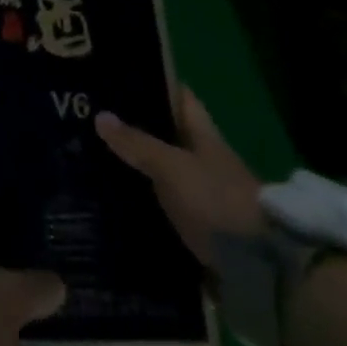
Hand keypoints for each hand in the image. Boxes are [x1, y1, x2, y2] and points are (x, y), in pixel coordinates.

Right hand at [95, 86, 264, 266]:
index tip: (116, 77)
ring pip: (158, 170)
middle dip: (131, 128)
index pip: (178, 97)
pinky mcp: (193, 226)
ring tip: (88, 156)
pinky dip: (137, 200)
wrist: (257, 267)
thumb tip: (100, 116)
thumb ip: (137, 143)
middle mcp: (202, 159)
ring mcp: (199, 194)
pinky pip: (158, 204)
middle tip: (89, 119)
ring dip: (131, 166)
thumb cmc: (216, 200)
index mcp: (203, 135)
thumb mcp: (172, 167)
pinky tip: (108, 199)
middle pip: (164, 134)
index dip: (152, 83)